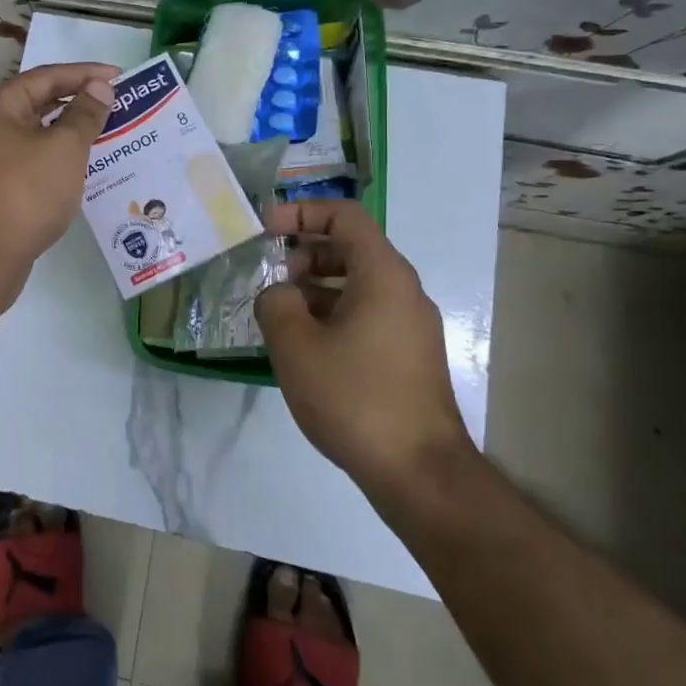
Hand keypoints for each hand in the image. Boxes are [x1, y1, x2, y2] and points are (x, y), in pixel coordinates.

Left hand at [0, 62, 117, 305]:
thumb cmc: (25, 192)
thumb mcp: (64, 148)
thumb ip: (85, 114)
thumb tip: (99, 87)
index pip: (47, 77)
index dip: (86, 74)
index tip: (121, 76)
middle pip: (39, 103)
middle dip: (79, 102)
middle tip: (117, 103)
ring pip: (37, 134)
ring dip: (70, 132)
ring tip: (108, 132)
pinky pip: (33, 160)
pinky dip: (58, 158)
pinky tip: (83, 167)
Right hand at [255, 200, 473, 500]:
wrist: (419, 473)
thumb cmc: (354, 397)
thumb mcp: (295, 345)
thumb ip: (275, 303)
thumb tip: (278, 294)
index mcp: (383, 274)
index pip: (344, 216)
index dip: (301, 212)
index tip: (265, 229)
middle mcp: (404, 291)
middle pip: (351, 248)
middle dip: (305, 253)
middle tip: (269, 276)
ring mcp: (410, 326)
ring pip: (357, 284)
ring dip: (315, 287)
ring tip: (280, 314)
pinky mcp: (409, 356)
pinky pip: (367, 314)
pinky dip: (333, 314)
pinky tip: (306, 346)